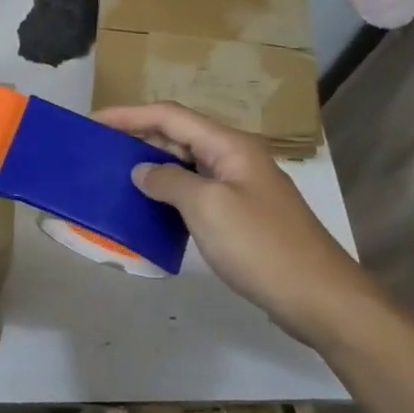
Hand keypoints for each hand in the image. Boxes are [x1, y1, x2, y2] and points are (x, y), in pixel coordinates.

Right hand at [94, 102, 382, 346]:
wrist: (320, 298)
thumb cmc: (261, 246)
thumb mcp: (208, 208)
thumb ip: (169, 182)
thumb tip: (142, 171)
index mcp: (230, 146)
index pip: (170, 116)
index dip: (129, 114)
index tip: (93, 121)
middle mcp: (235, 158)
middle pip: (179, 136)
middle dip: (138, 138)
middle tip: (99, 151)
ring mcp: (241, 188)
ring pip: (187, 166)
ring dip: (152, 167)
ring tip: (116, 177)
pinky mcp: (242, 216)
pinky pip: (197, 193)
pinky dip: (170, 194)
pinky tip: (150, 209)